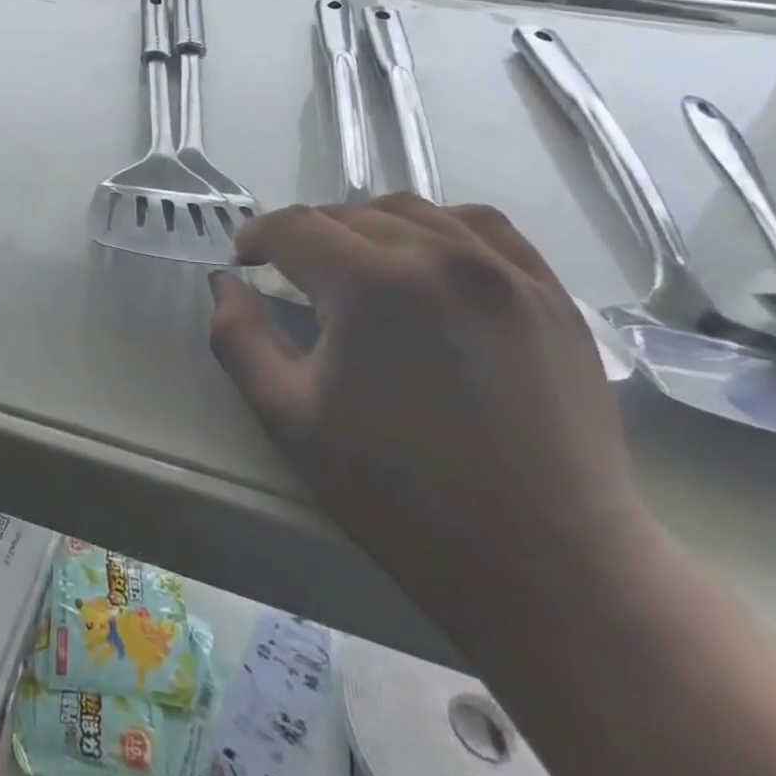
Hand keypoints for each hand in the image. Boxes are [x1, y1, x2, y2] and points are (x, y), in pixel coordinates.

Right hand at [208, 195, 655, 628]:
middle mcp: (441, 256)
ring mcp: (505, 270)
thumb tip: (225, 282)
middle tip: (294, 280)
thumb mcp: (289, 417)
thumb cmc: (400, 494)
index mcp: (373, 284)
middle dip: (307, 239)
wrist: (548, 565)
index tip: (246, 263)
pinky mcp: (550, 294)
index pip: (294, 227)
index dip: (258, 238)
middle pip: (349, 215)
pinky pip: (481, 226)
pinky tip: (427, 261)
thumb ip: (239, 336)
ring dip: (367, 227)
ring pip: (412, 210)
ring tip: (356, 268)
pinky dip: (438, 228)